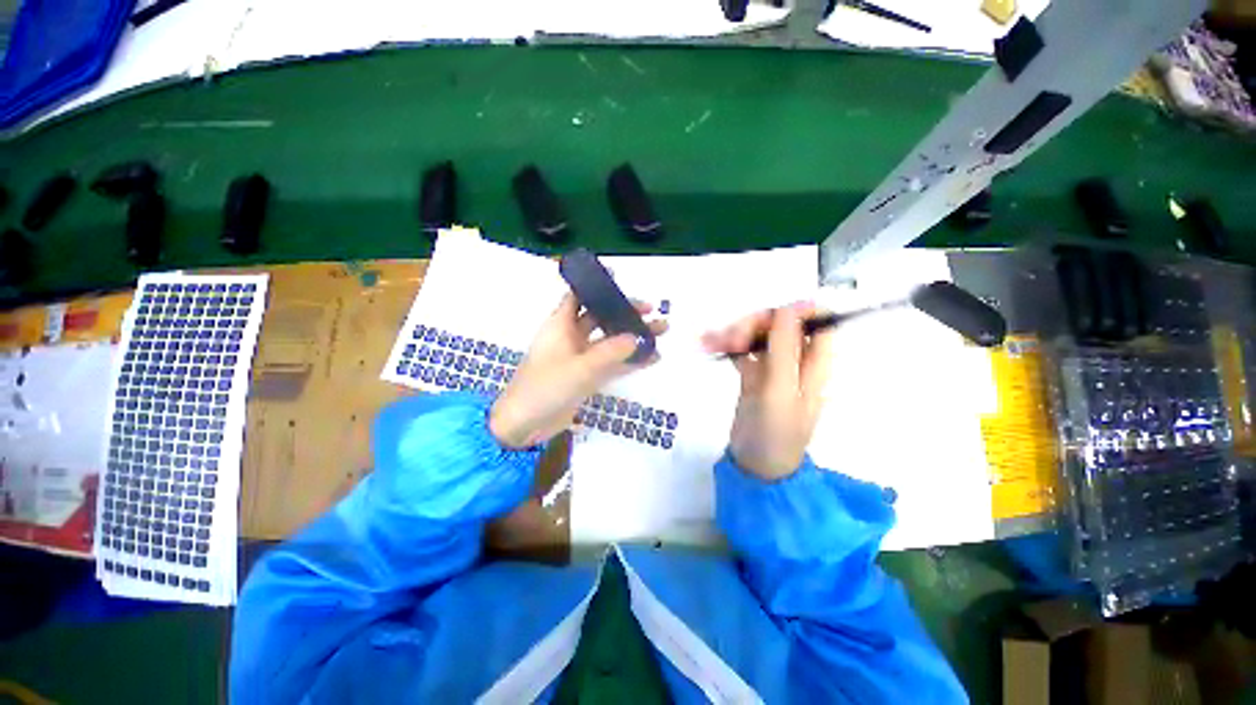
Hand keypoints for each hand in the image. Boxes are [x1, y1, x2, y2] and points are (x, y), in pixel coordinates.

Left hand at [489, 294, 667, 448]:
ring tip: (661, 331)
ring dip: (632, 336)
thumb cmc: (544, 388)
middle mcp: (571, 337)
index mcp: (560, 325)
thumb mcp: (579, 368)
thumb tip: (637, 337)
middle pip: (600, 317)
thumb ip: (610, 352)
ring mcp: (580, 358)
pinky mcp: (587, 377)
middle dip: (624, 312)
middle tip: (651, 311)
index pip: (578, 296)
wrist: (525, 426)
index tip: (618, 278)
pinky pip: (612, 363)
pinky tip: (652, 357)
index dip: (595, 285)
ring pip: (610, 341)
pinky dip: (630, 360)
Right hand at [701, 302, 833, 480]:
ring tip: (711, 343)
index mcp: (815, 364)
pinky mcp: (753, 374)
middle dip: (755, 325)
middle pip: (780, 325)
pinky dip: (726, 346)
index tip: (770, 314)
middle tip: (733, 339)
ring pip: (758, 335)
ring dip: (735, 334)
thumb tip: (787, 308)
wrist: (755, 465)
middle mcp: (797, 360)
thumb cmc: (776, 431)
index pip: (818, 323)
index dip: (797, 311)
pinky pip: (741, 351)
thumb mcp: (781, 390)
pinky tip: (708, 346)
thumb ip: (785, 349)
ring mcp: (773, 367)